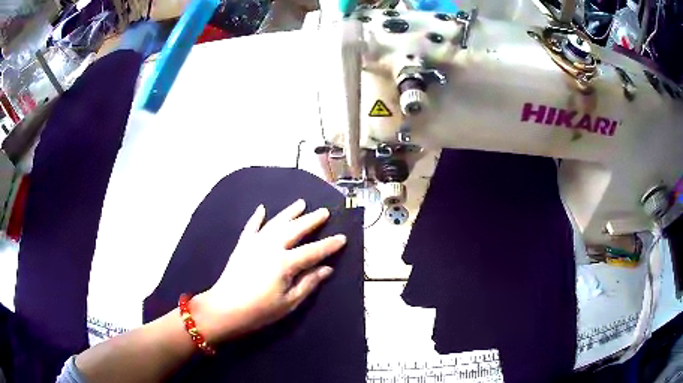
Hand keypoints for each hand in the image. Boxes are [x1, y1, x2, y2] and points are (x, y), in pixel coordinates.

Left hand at [192, 199, 346, 342]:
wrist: (226, 308)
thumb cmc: (260, 310)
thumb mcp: (290, 302)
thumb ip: (309, 283)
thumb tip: (327, 269)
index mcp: (285, 263)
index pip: (313, 251)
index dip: (329, 245)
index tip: (343, 237)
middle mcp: (271, 247)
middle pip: (295, 229)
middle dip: (311, 220)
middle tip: (324, 211)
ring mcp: (255, 243)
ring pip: (275, 223)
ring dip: (289, 212)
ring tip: (301, 203)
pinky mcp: (242, 245)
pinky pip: (251, 227)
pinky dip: (257, 217)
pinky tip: (262, 208)